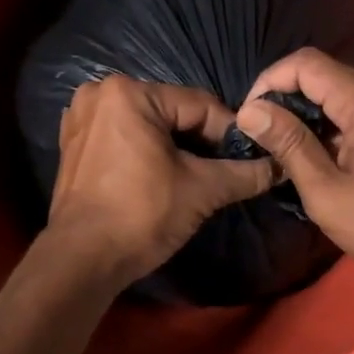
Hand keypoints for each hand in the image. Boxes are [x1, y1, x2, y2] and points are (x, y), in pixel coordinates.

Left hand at [47, 76, 275, 289]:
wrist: (81, 261)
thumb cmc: (141, 215)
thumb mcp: (202, 190)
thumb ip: (244, 173)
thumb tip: (280, 167)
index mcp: (129, 92)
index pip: (199, 105)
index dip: (230, 134)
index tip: (251, 159)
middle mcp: (100, 94)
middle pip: (172, 112)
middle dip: (201, 141)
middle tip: (224, 170)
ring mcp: (80, 118)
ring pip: (148, 125)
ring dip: (175, 147)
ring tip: (196, 177)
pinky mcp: (73, 143)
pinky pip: (123, 138)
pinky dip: (145, 152)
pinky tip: (160, 177)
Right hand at [234, 49, 353, 305]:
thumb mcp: (326, 193)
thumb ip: (289, 144)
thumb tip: (250, 110)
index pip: (307, 64)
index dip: (270, 81)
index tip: (251, 116)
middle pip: (327, 73)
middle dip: (288, 97)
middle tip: (265, 135)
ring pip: (346, 91)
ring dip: (313, 111)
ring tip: (291, 149)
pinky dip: (338, 122)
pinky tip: (327, 156)